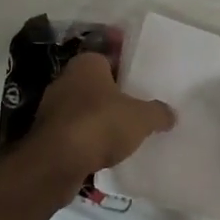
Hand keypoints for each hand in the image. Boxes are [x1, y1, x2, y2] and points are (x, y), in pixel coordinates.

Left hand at [29, 49, 174, 182]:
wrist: (56, 162)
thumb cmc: (100, 124)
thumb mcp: (141, 118)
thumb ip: (158, 113)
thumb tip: (171, 114)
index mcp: (87, 63)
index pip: (111, 57)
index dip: (128, 69)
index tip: (143, 82)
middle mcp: (67, 78)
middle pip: (98, 84)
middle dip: (115, 95)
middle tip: (139, 107)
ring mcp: (53, 106)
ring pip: (85, 108)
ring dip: (101, 119)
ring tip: (125, 133)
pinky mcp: (48, 134)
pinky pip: (76, 131)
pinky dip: (88, 139)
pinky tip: (105, 152)